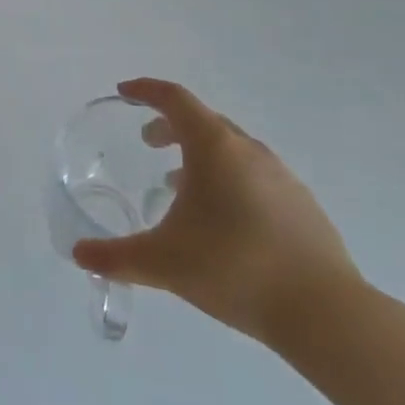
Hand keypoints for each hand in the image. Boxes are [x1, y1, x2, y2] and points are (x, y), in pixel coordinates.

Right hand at [71, 78, 359, 348]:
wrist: (326, 314)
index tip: (124, 92)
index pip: (175, 99)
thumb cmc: (235, 269)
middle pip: (203, 120)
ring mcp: (282, 177)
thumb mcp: (163, 263)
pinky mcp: (303, 206)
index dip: (146, 90)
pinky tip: (223, 219)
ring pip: (232, 149)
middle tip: (148, 142)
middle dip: (170, 124)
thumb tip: (79, 255)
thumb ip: (116, 257)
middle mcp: (249, 151)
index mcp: (214, 148)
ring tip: (180, 184)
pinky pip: (255, 175)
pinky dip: (229, 179)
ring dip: (200, 154)